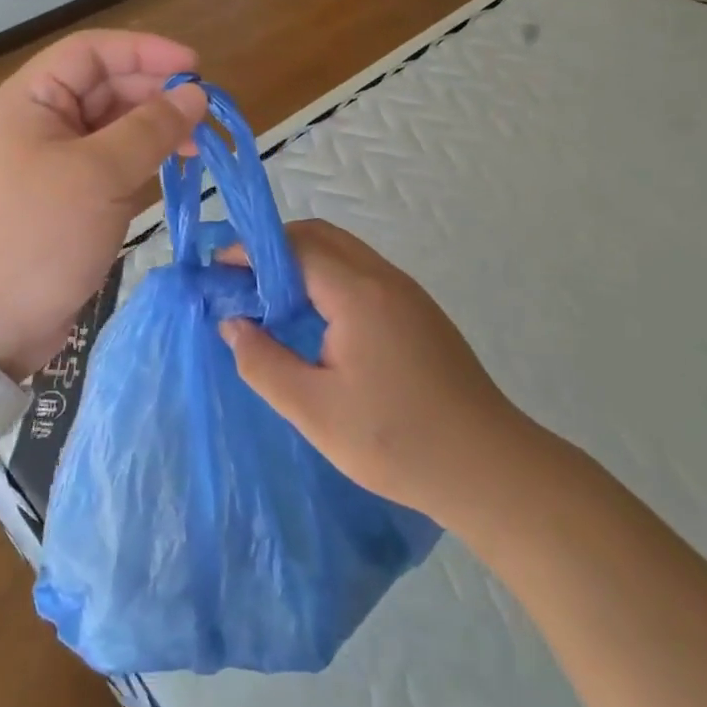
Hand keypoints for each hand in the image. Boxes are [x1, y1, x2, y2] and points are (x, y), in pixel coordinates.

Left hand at [0, 31, 206, 379]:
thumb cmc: (39, 235)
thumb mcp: (100, 174)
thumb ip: (151, 128)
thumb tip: (196, 93)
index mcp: (29, 100)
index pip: (91, 52)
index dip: (145, 51)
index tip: (195, 67)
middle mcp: (38, 122)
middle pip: (104, 87)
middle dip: (155, 94)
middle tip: (204, 115)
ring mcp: (52, 161)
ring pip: (112, 126)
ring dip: (154, 129)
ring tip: (196, 145)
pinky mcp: (67, 197)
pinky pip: (111, 162)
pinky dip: (142, 160)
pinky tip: (171, 168)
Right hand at [219, 220, 539, 519]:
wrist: (489, 468)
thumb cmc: (396, 441)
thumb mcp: (314, 411)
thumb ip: (264, 363)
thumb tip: (232, 324)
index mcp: (358, 293)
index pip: (295, 247)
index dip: (251, 252)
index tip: (217, 270)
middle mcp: (384, 278)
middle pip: (321, 237)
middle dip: (274, 248)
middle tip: (240, 280)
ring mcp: (407, 293)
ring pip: (344, 252)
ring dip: (302, 261)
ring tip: (269, 299)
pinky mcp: (419, 312)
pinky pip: (362, 274)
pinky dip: (327, 277)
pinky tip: (315, 319)